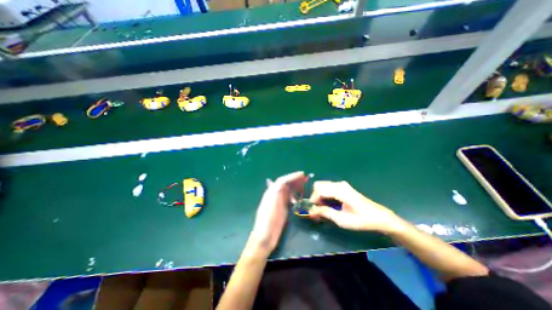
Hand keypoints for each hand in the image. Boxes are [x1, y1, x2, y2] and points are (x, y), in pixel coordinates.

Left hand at [248, 171, 307, 255]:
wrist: (265, 236)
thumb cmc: (266, 220)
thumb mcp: (270, 205)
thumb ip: (274, 193)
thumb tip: (281, 182)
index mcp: (271, 192)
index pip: (282, 180)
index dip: (292, 176)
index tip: (302, 174)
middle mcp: (275, 194)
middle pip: (286, 184)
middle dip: (295, 180)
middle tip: (305, 178)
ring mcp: (279, 202)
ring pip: (288, 190)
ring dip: (296, 186)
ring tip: (304, 185)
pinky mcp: (282, 208)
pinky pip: (290, 198)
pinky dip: (295, 196)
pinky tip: (299, 198)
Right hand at [309, 181, 398, 232]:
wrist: (379, 217)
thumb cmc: (362, 220)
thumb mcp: (342, 220)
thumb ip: (325, 213)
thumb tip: (311, 210)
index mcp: (340, 191)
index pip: (319, 190)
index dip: (313, 199)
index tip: (312, 210)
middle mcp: (339, 184)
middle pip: (319, 185)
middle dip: (316, 196)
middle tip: (318, 209)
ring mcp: (342, 185)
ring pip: (323, 186)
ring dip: (320, 196)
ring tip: (323, 208)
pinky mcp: (344, 187)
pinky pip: (329, 188)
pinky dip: (325, 195)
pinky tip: (329, 205)